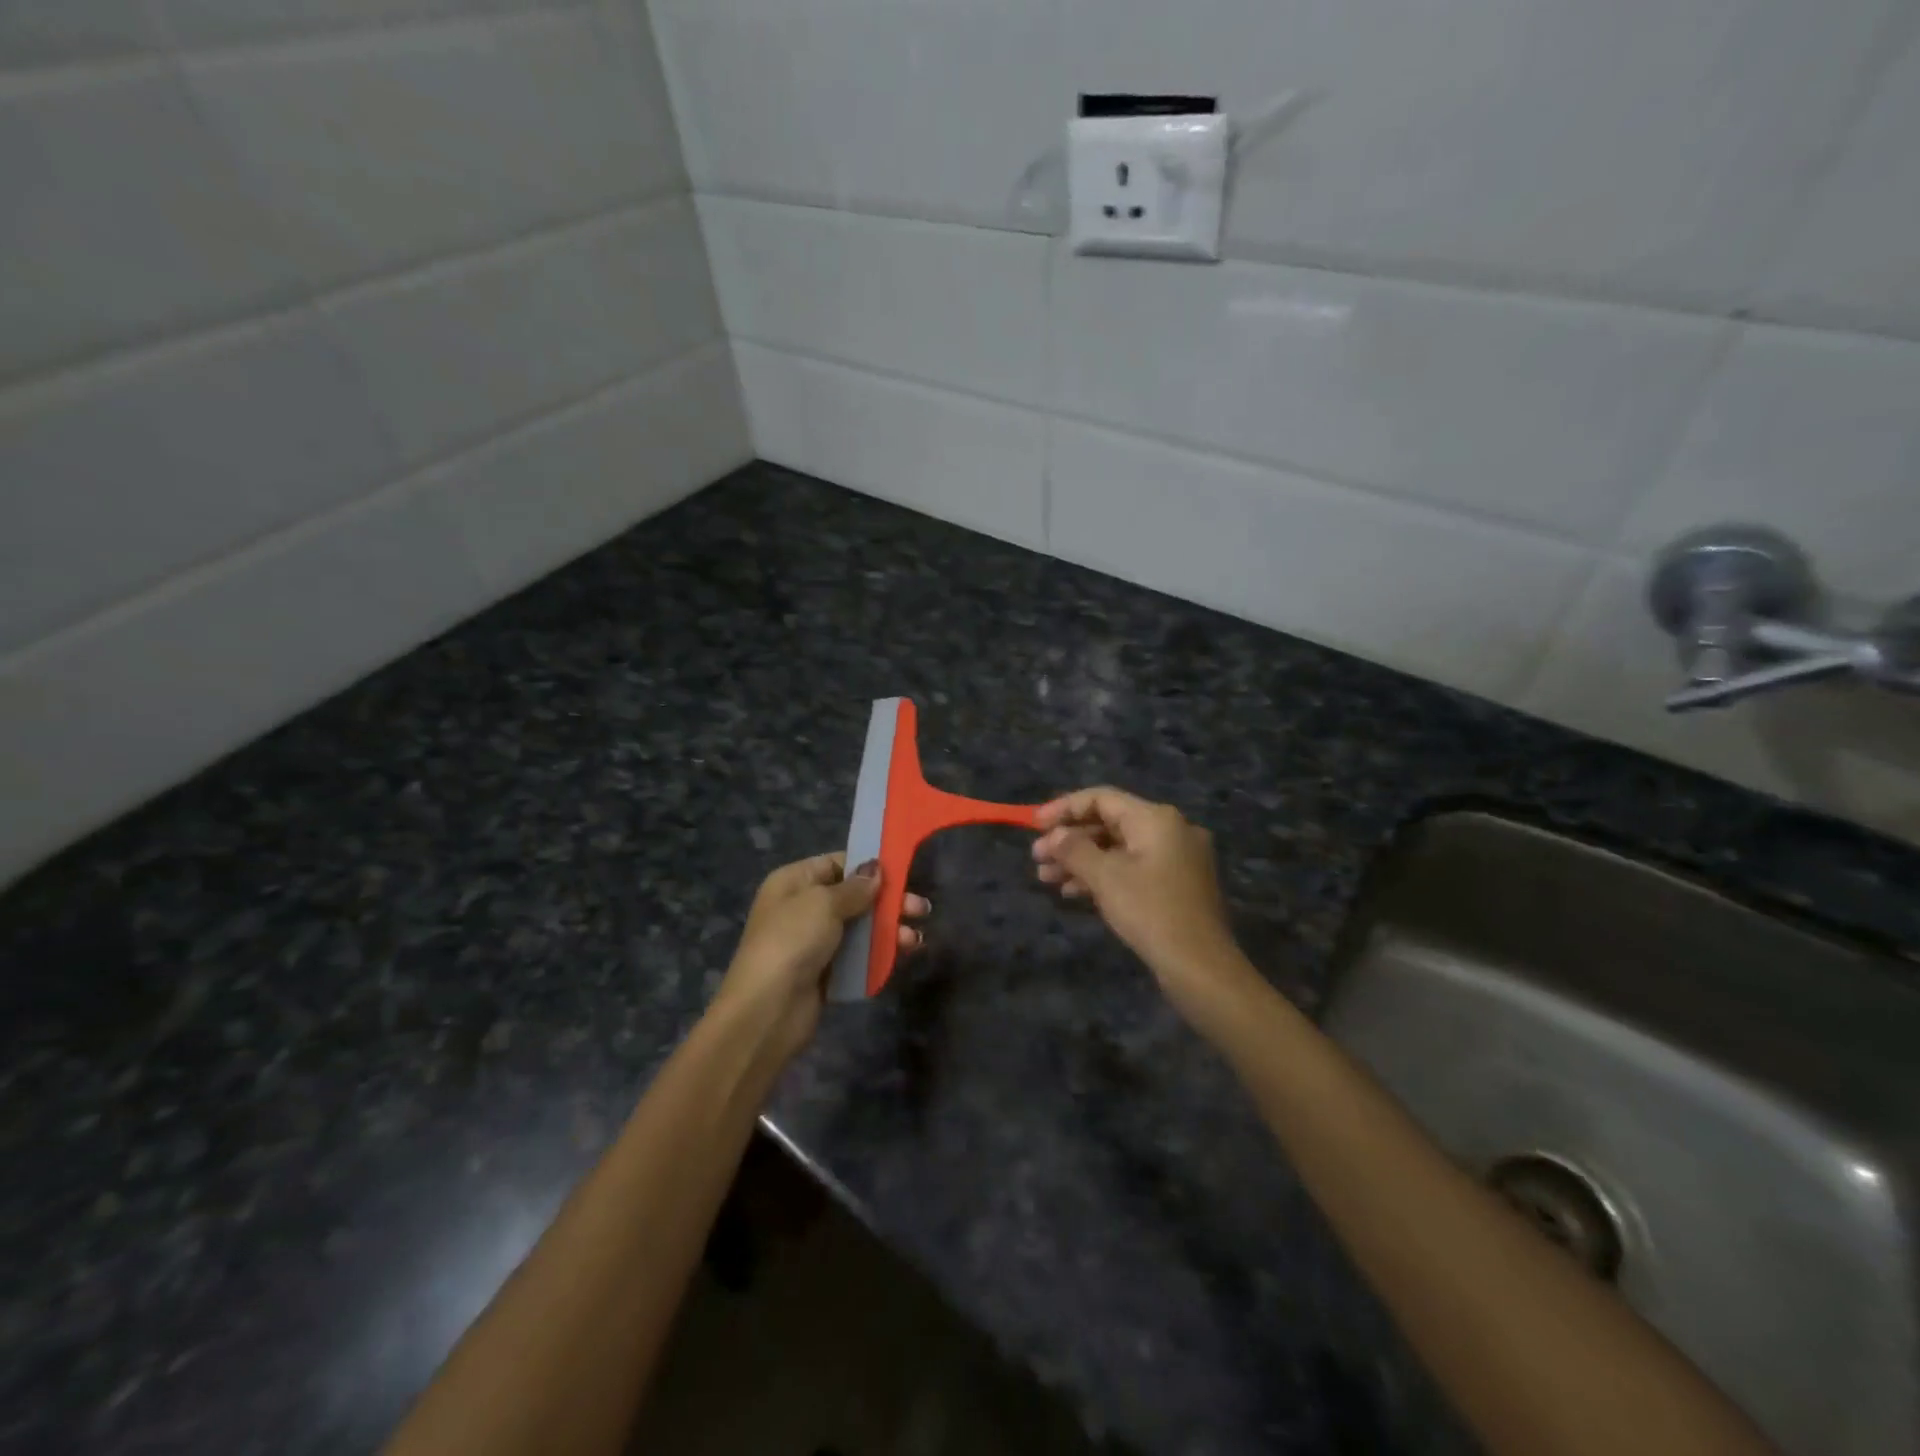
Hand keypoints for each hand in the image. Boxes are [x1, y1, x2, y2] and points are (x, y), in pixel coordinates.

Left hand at [715, 853, 930, 1062]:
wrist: (768, 1009)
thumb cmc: (792, 941)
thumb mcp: (824, 903)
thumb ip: (855, 887)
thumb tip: (875, 870)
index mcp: (794, 882)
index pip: (837, 864)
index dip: (869, 867)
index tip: (902, 872)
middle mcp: (803, 907)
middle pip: (854, 897)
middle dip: (888, 901)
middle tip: (921, 909)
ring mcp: (814, 942)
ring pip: (860, 928)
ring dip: (889, 929)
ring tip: (915, 939)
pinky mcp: (826, 972)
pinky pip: (858, 956)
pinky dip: (880, 953)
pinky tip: (903, 954)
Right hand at [1032, 787, 1241, 991]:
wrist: (1201, 967)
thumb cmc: (1150, 912)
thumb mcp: (1105, 877)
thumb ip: (1074, 849)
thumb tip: (1054, 835)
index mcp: (1156, 818)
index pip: (1101, 798)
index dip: (1064, 808)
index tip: (1034, 824)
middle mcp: (1170, 830)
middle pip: (1109, 823)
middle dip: (1070, 839)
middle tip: (1037, 857)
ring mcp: (1176, 858)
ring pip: (1118, 848)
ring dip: (1081, 860)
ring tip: (1046, 877)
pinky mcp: (1176, 884)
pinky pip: (1132, 868)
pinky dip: (1103, 875)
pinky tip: (1073, 892)